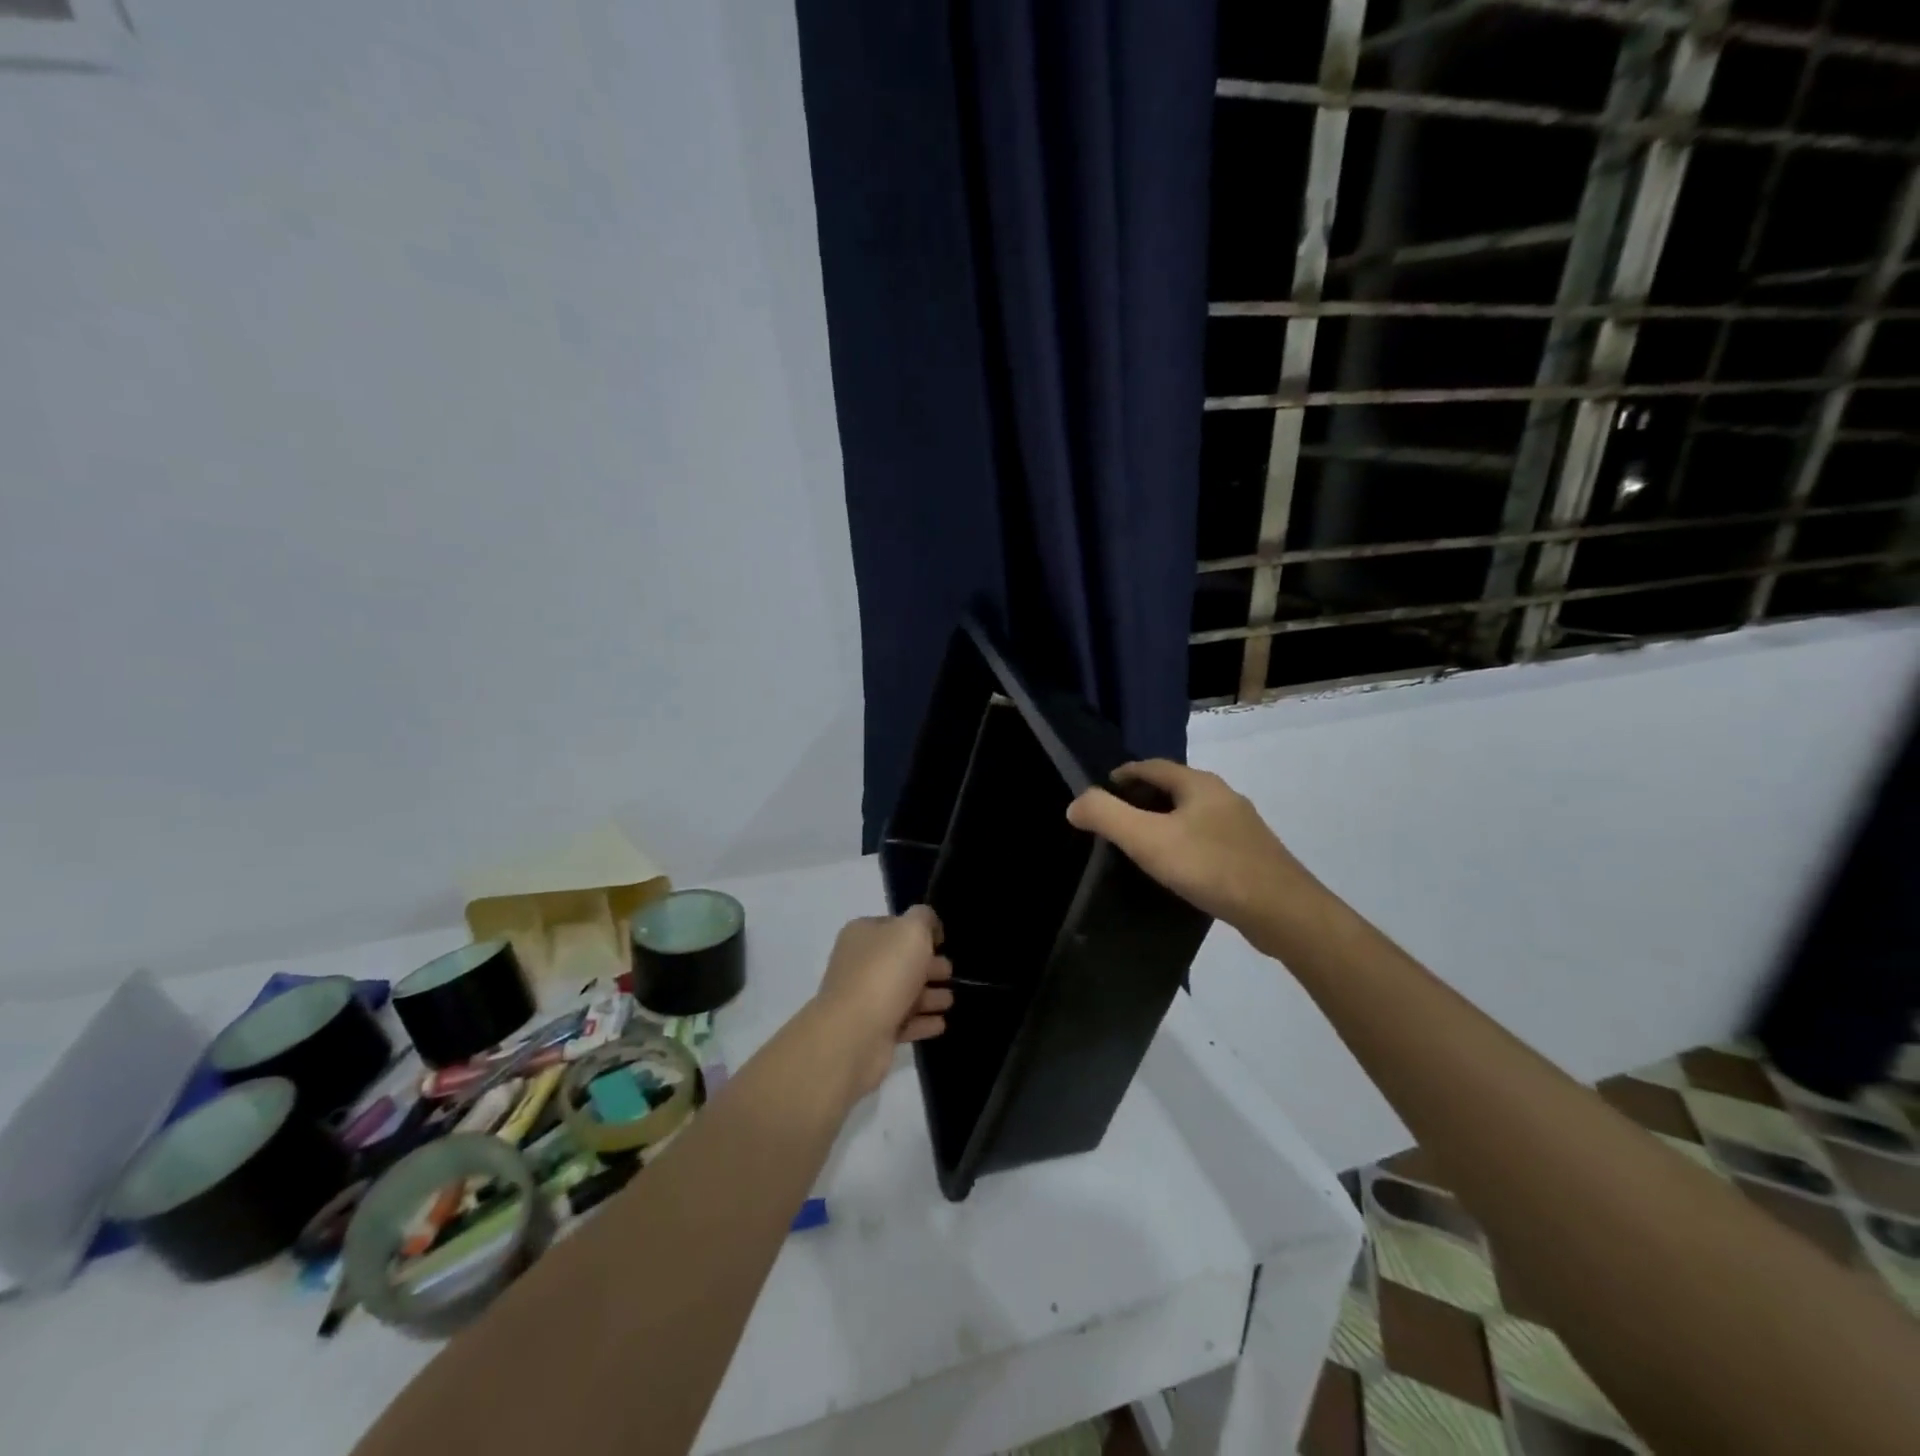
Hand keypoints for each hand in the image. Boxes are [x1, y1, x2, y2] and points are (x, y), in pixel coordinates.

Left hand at [808, 906, 953, 1099]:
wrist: (854, 1033)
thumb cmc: (885, 972)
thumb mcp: (912, 930)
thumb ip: (924, 918)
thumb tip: (929, 925)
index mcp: (862, 934)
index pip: (894, 926)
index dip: (920, 932)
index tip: (942, 942)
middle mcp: (859, 964)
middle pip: (900, 961)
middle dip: (928, 966)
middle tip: (950, 973)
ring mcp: (863, 999)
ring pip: (903, 992)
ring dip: (928, 996)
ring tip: (950, 1001)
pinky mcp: (871, 1032)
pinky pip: (902, 1022)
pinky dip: (922, 1022)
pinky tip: (941, 1024)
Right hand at [1066, 760, 1318, 934]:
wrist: (1282, 912)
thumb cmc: (1210, 867)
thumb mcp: (1148, 840)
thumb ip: (1107, 817)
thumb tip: (1076, 804)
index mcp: (1199, 783)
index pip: (1151, 766)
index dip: (1122, 775)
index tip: (1099, 794)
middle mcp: (1222, 795)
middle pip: (1173, 787)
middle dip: (1142, 798)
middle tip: (1114, 821)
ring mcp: (1241, 825)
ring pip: (1191, 813)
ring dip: (1164, 821)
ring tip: (1141, 845)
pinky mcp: (1251, 854)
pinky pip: (1207, 838)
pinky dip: (1184, 842)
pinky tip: (1178, 868)